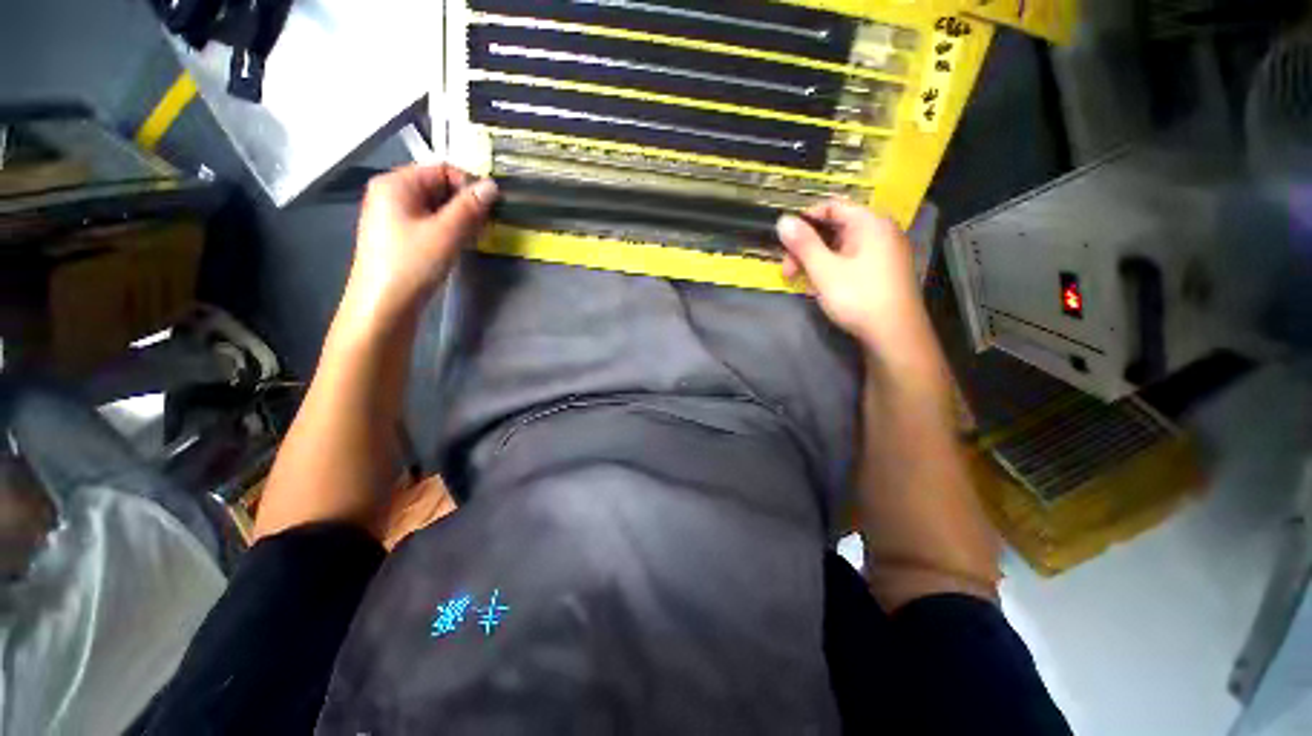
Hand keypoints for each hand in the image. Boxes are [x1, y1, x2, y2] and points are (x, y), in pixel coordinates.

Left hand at [338, 164, 497, 335]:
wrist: (384, 305)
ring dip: (460, 219)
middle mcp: (392, 193)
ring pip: (436, 207)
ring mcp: (395, 216)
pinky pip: (430, 223)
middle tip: (485, 226)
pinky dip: (449, 230)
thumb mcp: (446, 233)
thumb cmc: (412, 263)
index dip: (468, 184)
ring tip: (476, 237)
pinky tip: (460, 245)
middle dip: (466, 204)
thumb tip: (492, 186)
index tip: (489, 208)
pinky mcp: (401, 236)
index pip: (441, 169)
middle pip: (438, 187)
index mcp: (396, 183)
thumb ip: (470, 207)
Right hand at [777, 199, 922, 347]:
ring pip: (840, 248)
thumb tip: (782, 220)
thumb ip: (803, 244)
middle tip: (788, 271)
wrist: (894, 335)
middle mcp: (880, 232)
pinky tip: (820, 289)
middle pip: (834, 228)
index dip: (805, 219)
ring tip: (802, 284)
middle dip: (806, 247)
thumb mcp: (825, 270)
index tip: (784, 241)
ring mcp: (883, 253)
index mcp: (870, 223)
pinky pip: (850, 261)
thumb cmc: (858, 297)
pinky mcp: (882, 272)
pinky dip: (831, 270)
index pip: (832, 206)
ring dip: (815, 262)